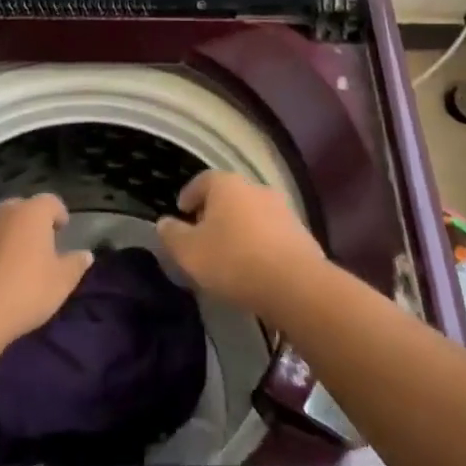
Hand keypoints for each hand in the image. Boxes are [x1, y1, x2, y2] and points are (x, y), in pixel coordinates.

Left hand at [0, 194, 92, 353]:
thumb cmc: (26, 291)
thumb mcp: (61, 282)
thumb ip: (75, 264)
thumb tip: (85, 254)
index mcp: (31, 213)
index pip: (50, 201)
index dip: (59, 213)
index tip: (63, 229)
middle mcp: (3, 214)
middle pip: (22, 208)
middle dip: (33, 221)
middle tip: (42, 243)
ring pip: (0, 225)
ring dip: (11, 236)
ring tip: (20, 261)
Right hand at [156, 171, 327, 318]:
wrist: (294, 284)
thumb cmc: (232, 261)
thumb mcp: (188, 252)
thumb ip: (171, 234)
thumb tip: (164, 223)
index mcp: (226, 184)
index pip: (202, 181)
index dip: (189, 196)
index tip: (182, 213)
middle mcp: (255, 188)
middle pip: (229, 196)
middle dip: (214, 213)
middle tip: (202, 235)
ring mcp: (282, 209)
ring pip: (252, 214)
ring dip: (239, 228)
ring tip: (228, 254)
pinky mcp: (301, 233)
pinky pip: (271, 233)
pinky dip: (259, 243)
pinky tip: (254, 266)